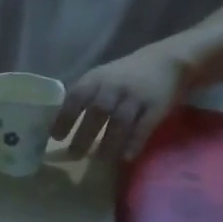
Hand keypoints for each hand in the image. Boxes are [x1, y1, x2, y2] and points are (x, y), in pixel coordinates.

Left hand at [52, 44, 191, 161]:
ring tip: (100, 160)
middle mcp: (114, 87)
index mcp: (96, 79)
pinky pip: (143, 127)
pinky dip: (134, 143)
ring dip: (108, 142)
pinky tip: (126, 157)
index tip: (55, 137)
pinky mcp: (156, 106)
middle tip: (74, 155)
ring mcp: (136, 96)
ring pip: (120, 121)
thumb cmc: (125, 75)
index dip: (65, 117)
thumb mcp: (101, 77)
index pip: (76, 97)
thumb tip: (59, 123)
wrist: (167, 60)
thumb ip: (84, 96)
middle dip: (84, 134)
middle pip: (97, 111)